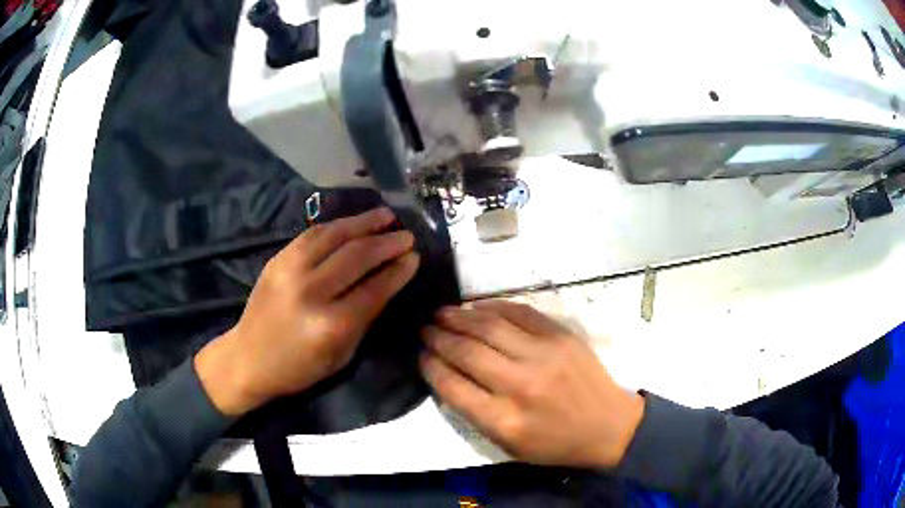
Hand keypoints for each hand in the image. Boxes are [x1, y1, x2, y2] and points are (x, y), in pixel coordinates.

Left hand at [195, 207, 419, 415]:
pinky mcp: (277, 260)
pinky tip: (352, 223)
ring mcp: (290, 271)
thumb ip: (366, 317)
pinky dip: (336, 226)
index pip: (375, 288)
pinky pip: (312, 234)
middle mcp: (311, 292)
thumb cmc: (299, 368)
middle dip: (387, 242)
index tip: (414, 257)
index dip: (398, 270)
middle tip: (407, 235)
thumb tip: (389, 281)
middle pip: (357, 256)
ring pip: (335, 236)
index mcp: (331, 325)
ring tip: (386, 216)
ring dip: (364, 223)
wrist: (248, 358)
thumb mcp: (342, 355)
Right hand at [420, 301, 643, 468]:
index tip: (421, 355)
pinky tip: (476, 307)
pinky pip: (520, 312)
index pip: (453, 386)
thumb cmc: (555, 443)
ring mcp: (544, 355)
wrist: (608, 425)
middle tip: (425, 330)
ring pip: (490, 326)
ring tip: (441, 313)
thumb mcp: (508, 445)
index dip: (431, 366)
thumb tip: (447, 376)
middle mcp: (521, 385)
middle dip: (439, 338)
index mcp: (505, 420)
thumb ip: (474, 414)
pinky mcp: (561, 336)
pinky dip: (493, 307)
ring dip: (459, 317)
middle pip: (467, 352)